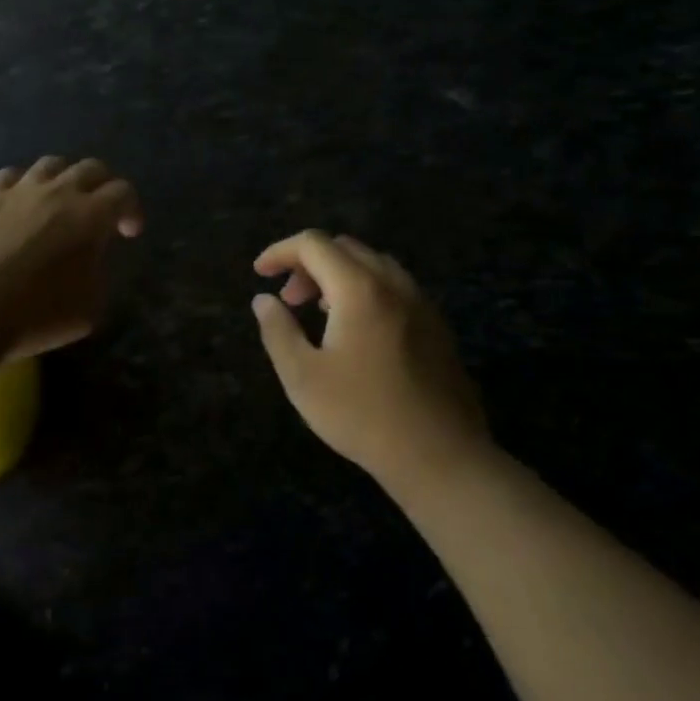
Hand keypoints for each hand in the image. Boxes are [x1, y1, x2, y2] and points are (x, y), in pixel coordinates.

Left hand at [0, 158, 142, 360]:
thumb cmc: (34, 315)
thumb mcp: (88, 309)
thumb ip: (98, 275)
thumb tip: (91, 260)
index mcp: (90, 216)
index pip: (123, 193)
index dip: (131, 210)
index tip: (129, 233)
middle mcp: (57, 192)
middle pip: (90, 169)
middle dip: (103, 187)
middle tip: (100, 212)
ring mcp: (17, 190)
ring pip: (50, 165)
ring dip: (63, 180)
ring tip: (59, 203)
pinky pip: (10, 177)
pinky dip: (23, 186)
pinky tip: (18, 205)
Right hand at [252, 231, 487, 482]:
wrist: (440, 456)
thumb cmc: (362, 415)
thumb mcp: (303, 377)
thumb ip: (278, 331)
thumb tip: (263, 300)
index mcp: (359, 289)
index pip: (313, 244)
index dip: (280, 252)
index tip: (259, 274)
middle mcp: (394, 284)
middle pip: (344, 248)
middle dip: (308, 263)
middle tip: (289, 300)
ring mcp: (421, 303)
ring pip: (373, 264)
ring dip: (338, 274)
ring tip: (319, 311)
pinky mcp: (436, 325)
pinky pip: (395, 286)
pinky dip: (365, 288)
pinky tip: (357, 329)